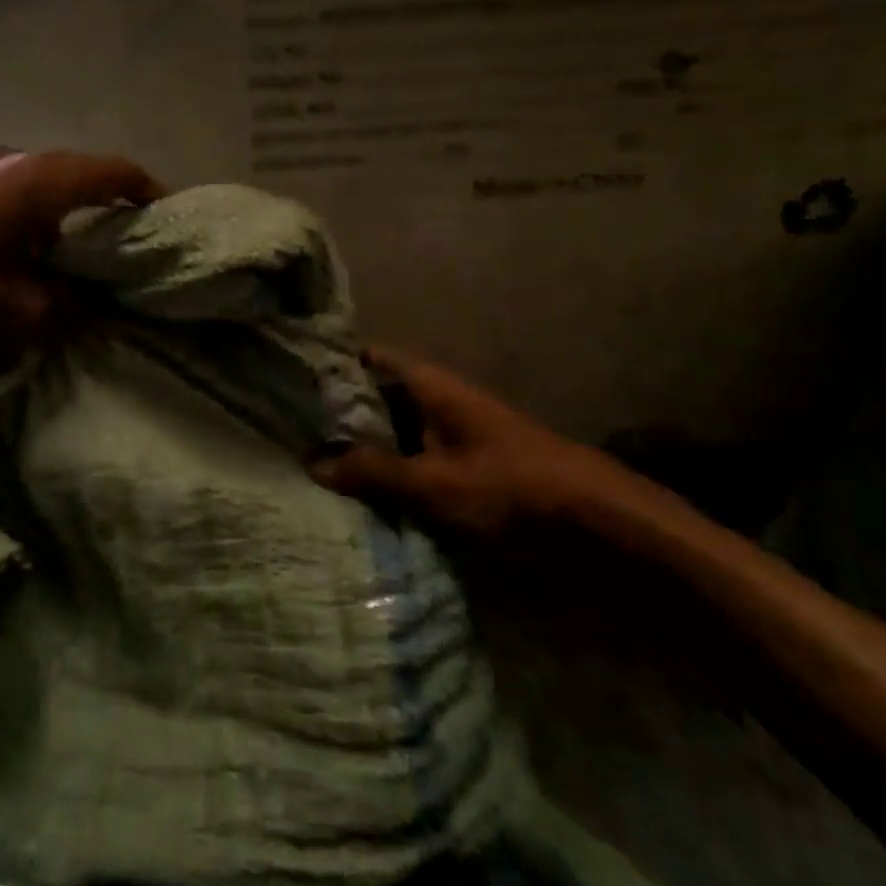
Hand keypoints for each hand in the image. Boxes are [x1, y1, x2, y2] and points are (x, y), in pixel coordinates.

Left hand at [0, 147, 161, 368]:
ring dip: (73, 215)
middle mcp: (6, 161)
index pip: (110, 171)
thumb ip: (72, 303)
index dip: (148, 191)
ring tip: (94, 257)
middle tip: (138, 246)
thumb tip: (101, 301)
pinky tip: (41, 256)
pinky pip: (15, 195)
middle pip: (79, 174)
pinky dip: (40, 219)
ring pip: (46, 185)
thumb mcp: (18, 315)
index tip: (171, 219)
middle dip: (112, 206)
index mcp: (31, 181)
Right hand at [312, 348, 616, 537]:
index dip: (334, 365)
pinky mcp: (462, 472)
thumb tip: (312, 464)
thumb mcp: (437, 482)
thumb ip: (375, 472)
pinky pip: (411, 466)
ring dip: (360, 450)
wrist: (599, 526)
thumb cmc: (514, 488)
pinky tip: (353, 497)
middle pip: (377, 398)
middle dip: (338, 415)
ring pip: (392, 435)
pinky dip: (386, 477)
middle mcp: (438, 404)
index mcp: (433, 387)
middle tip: (286, 432)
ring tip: (306, 465)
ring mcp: (450, 439)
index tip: (291, 380)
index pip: (372, 359)